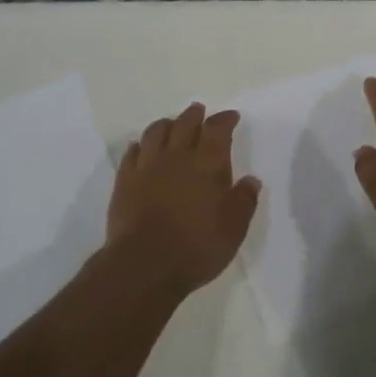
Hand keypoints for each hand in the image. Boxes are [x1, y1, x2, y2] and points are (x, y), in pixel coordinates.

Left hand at [107, 102, 259, 294]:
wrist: (144, 265)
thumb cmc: (197, 246)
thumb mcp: (234, 228)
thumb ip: (244, 200)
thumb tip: (251, 180)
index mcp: (208, 163)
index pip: (217, 128)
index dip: (225, 119)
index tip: (231, 117)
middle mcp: (177, 156)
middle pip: (185, 123)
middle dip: (194, 115)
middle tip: (199, 111)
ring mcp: (147, 167)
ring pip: (155, 132)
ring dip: (166, 124)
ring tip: (171, 124)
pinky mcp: (124, 181)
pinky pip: (131, 153)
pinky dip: (139, 146)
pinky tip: (141, 148)